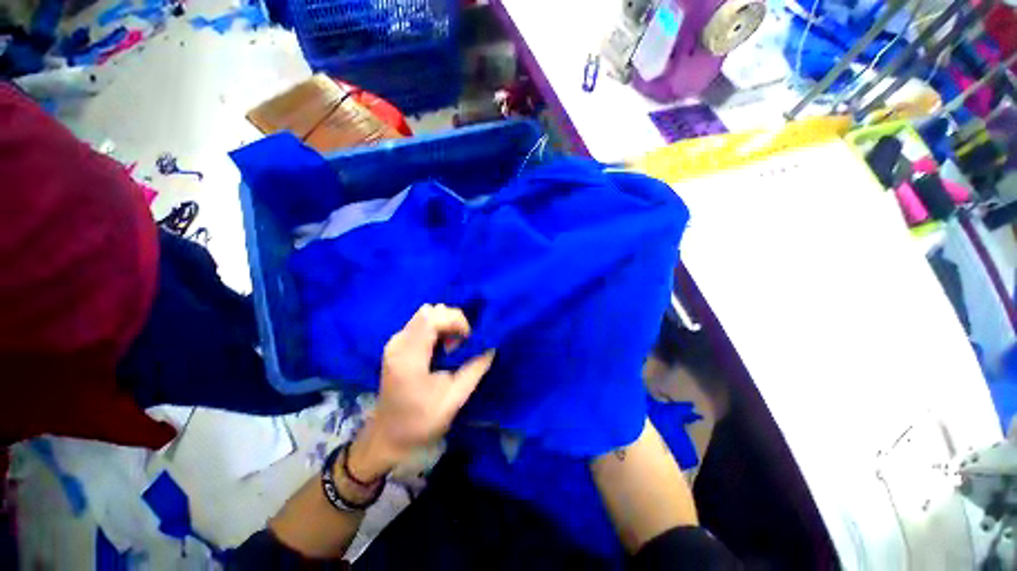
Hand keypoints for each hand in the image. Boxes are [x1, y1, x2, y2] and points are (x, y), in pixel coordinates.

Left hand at [349, 304, 494, 479]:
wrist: (387, 437)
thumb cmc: (420, 422)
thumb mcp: (454, 398)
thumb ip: (475, 369)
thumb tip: (491, 347)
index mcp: (409, 357)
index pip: (433, 317)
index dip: (456, 321)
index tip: (468, 339)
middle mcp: (398, 343)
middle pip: (430, 311)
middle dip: (452, 322)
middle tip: (460, 345)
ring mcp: (395, 342)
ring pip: (426, 315)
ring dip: (445, 326)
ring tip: (451, 349)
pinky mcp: (396, 345)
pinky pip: (421, 324)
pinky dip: (437, 330)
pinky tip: (440, 350)